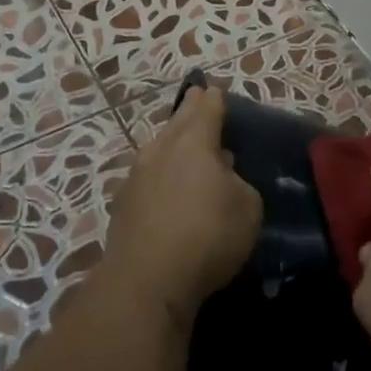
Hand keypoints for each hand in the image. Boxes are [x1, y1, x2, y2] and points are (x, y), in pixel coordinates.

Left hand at [105, 86, 261, 324]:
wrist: (146, 281)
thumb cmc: (207, 235)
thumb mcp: (247, 207)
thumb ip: (239, 182)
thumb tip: (223, 175)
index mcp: (194, 142)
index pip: (207, 109)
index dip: (214, 98)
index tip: (215, 90)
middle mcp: (161, 149)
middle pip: (178, 121)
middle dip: (190, 109)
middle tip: (197, 98)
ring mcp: (136, 175)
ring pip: (159, 148)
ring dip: (172, 142)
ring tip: (183, 142)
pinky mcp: (123, 204)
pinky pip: (148, 176)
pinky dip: (160, 173)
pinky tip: (165, 185)